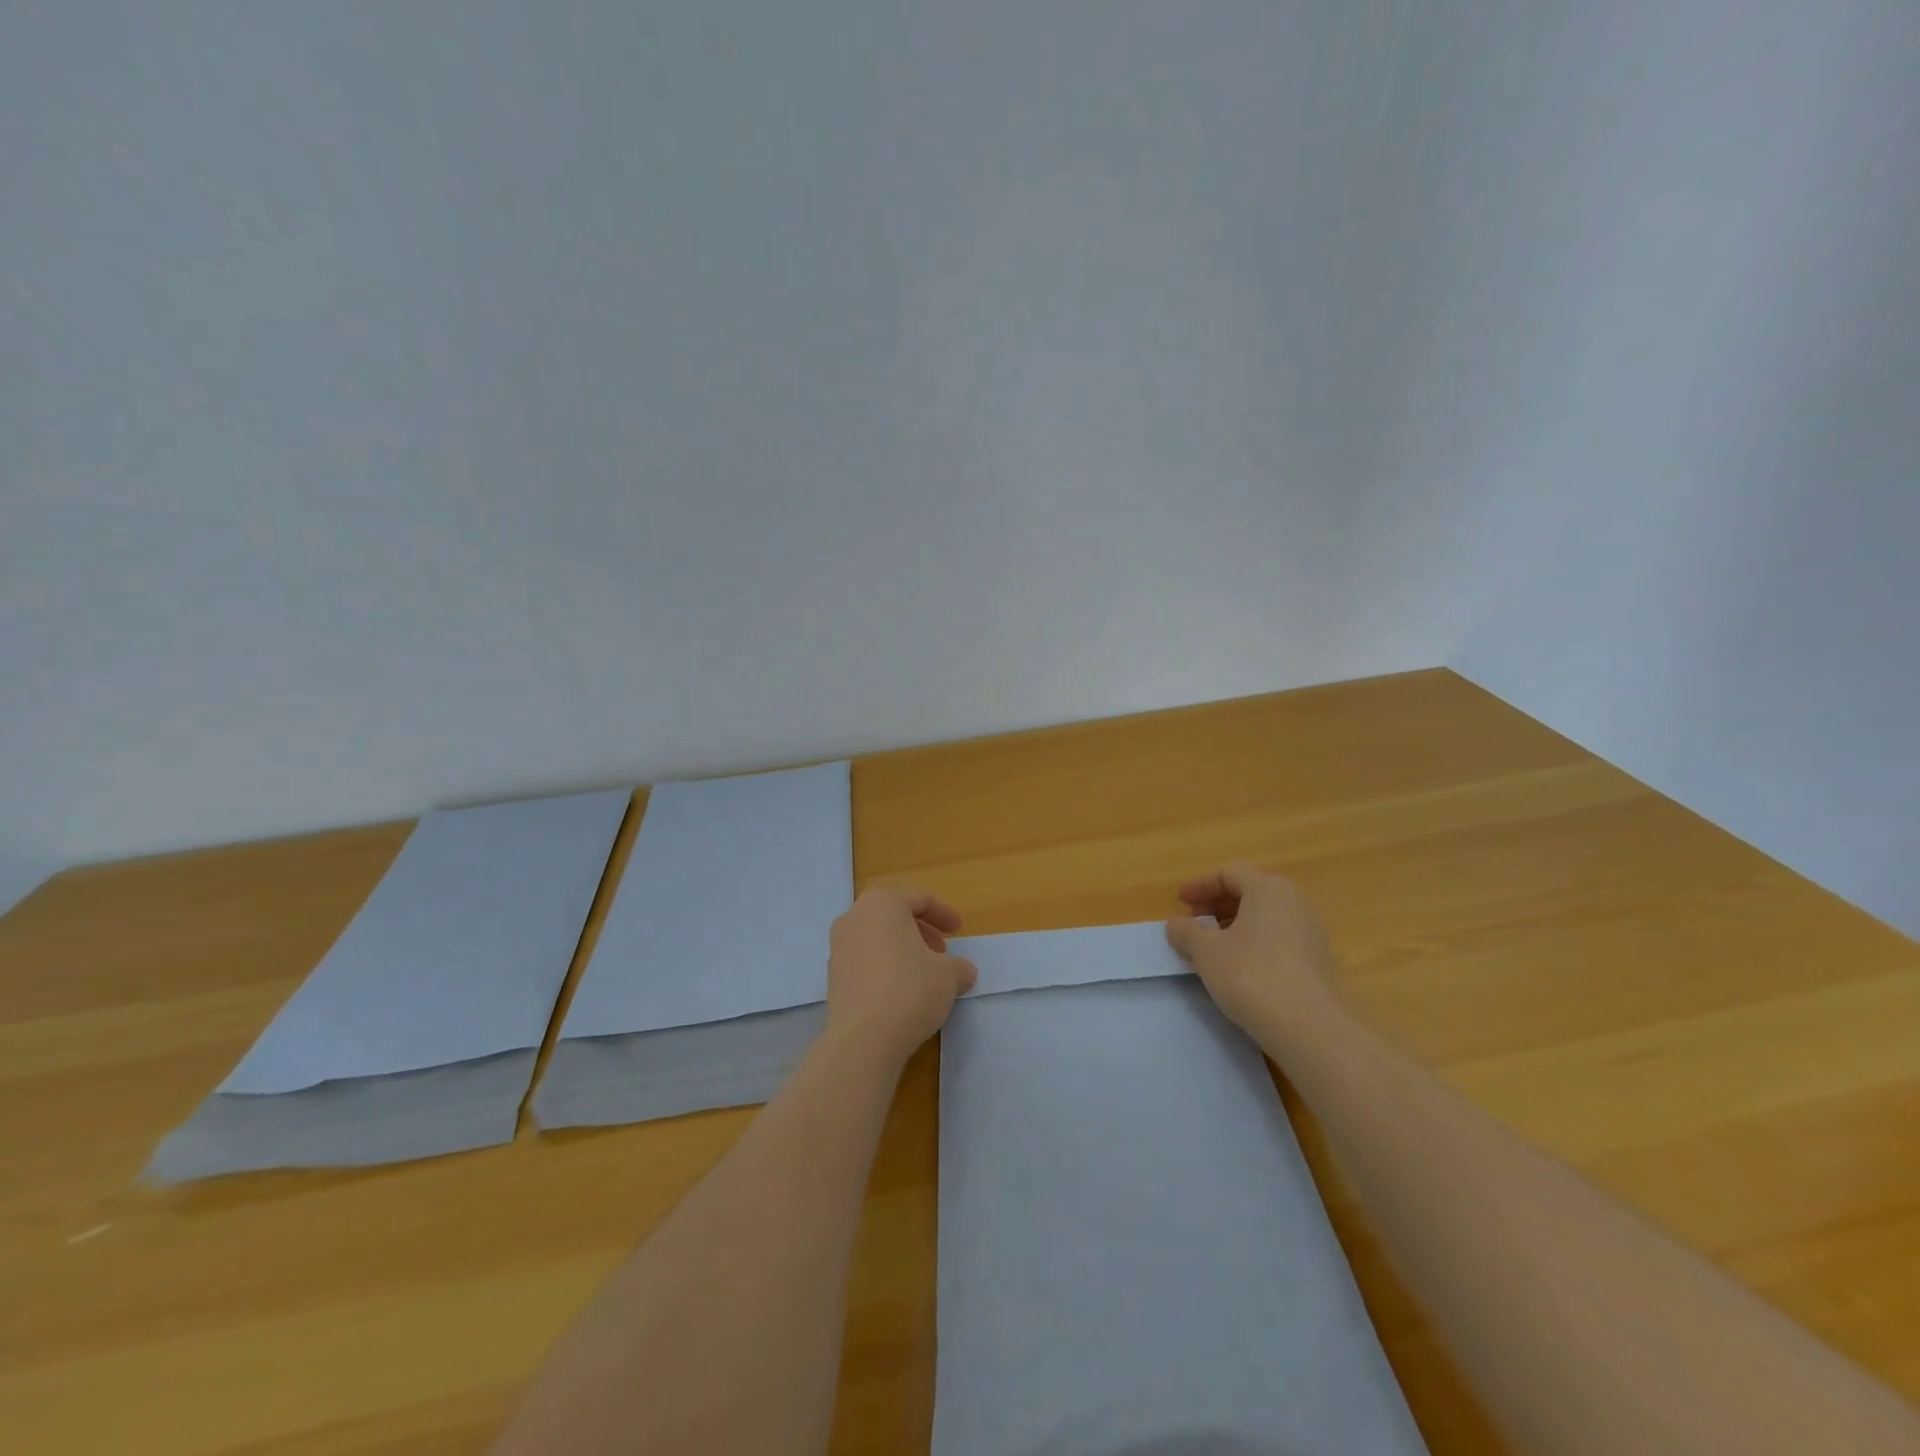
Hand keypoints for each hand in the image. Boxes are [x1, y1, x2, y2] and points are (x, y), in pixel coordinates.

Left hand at [825, 886, 977, 1068]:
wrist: (864, 1039)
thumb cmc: (911, 990)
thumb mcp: (950, 975)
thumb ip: (959, 966)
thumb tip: (961, 971)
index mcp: (882, 903)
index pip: (918, 899)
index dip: (943, 914)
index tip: (959, 931)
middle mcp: (854, 917)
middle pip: (893, 915)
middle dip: (920, 931)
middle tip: (941, 952)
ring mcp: (838, 947)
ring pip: (877, 938)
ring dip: (902, 950)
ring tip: (924, 975)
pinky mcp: (832, 977)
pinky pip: (864, 961)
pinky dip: (884, 967)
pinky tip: (901, 993)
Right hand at [1166, 862, 1341, 1046]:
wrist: (1307, 1028)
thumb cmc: (1250, 975)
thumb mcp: (1205, 951)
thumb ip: (1187, 932)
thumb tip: (1177, 925)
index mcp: (1268, 888)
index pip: (1229, 873)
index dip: (1200, 885)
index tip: (1180, 902)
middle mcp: (1294, 902)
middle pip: (1249, 892)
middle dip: (1217, 905)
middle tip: (1194, 923)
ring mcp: (1310, 932)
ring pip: (1264, 917)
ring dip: (1234, 925)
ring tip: (1212, 947)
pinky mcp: (1317, 961)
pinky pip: (1278, 938)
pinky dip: (1253, 943)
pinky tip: (1237, 967)